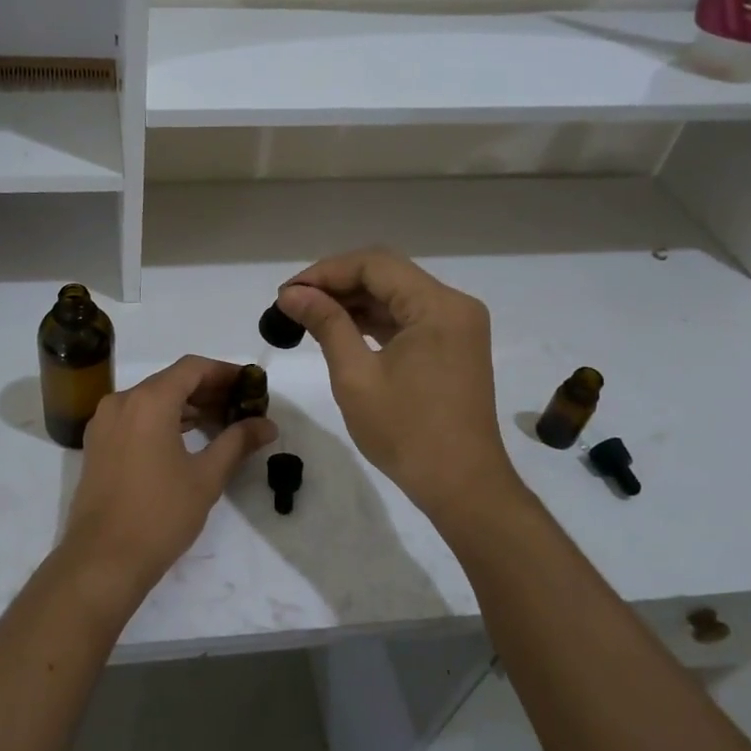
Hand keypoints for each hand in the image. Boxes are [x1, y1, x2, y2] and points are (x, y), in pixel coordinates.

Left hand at [59, 356, 277, 599]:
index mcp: (148, 401)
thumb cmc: (159, 514)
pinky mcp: (97, 444)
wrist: (102, 560)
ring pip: (151, 399)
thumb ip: (237, 442)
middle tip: (241, 407)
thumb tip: (267, 425)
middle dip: (208, 390)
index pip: (192, 368)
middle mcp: (121, 401)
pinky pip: (135, 417)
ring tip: (220, 424)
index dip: (225, 372)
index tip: (251, 386)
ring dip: (185, 406)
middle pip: (171, 381)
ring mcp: (104, 422)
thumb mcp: (206, 477)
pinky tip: (186, 439)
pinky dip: (162, 419)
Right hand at [277, 248, 520, 521]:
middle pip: (387, 275)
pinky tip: (340, 329)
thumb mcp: (356, 376)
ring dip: (353, 302)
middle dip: (337, 284)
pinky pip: (408, 318)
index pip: (375, 265)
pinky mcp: (453, 346)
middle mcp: (454, 305)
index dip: (326, 272)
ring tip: (308, 315)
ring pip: (396, 296)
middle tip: (292, 303)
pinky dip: (374, 321)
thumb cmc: (406, 433)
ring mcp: (457, 326)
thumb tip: (292, 293)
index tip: (287, 292)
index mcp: (438, 306)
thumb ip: (326, 324)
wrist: (462, 486)